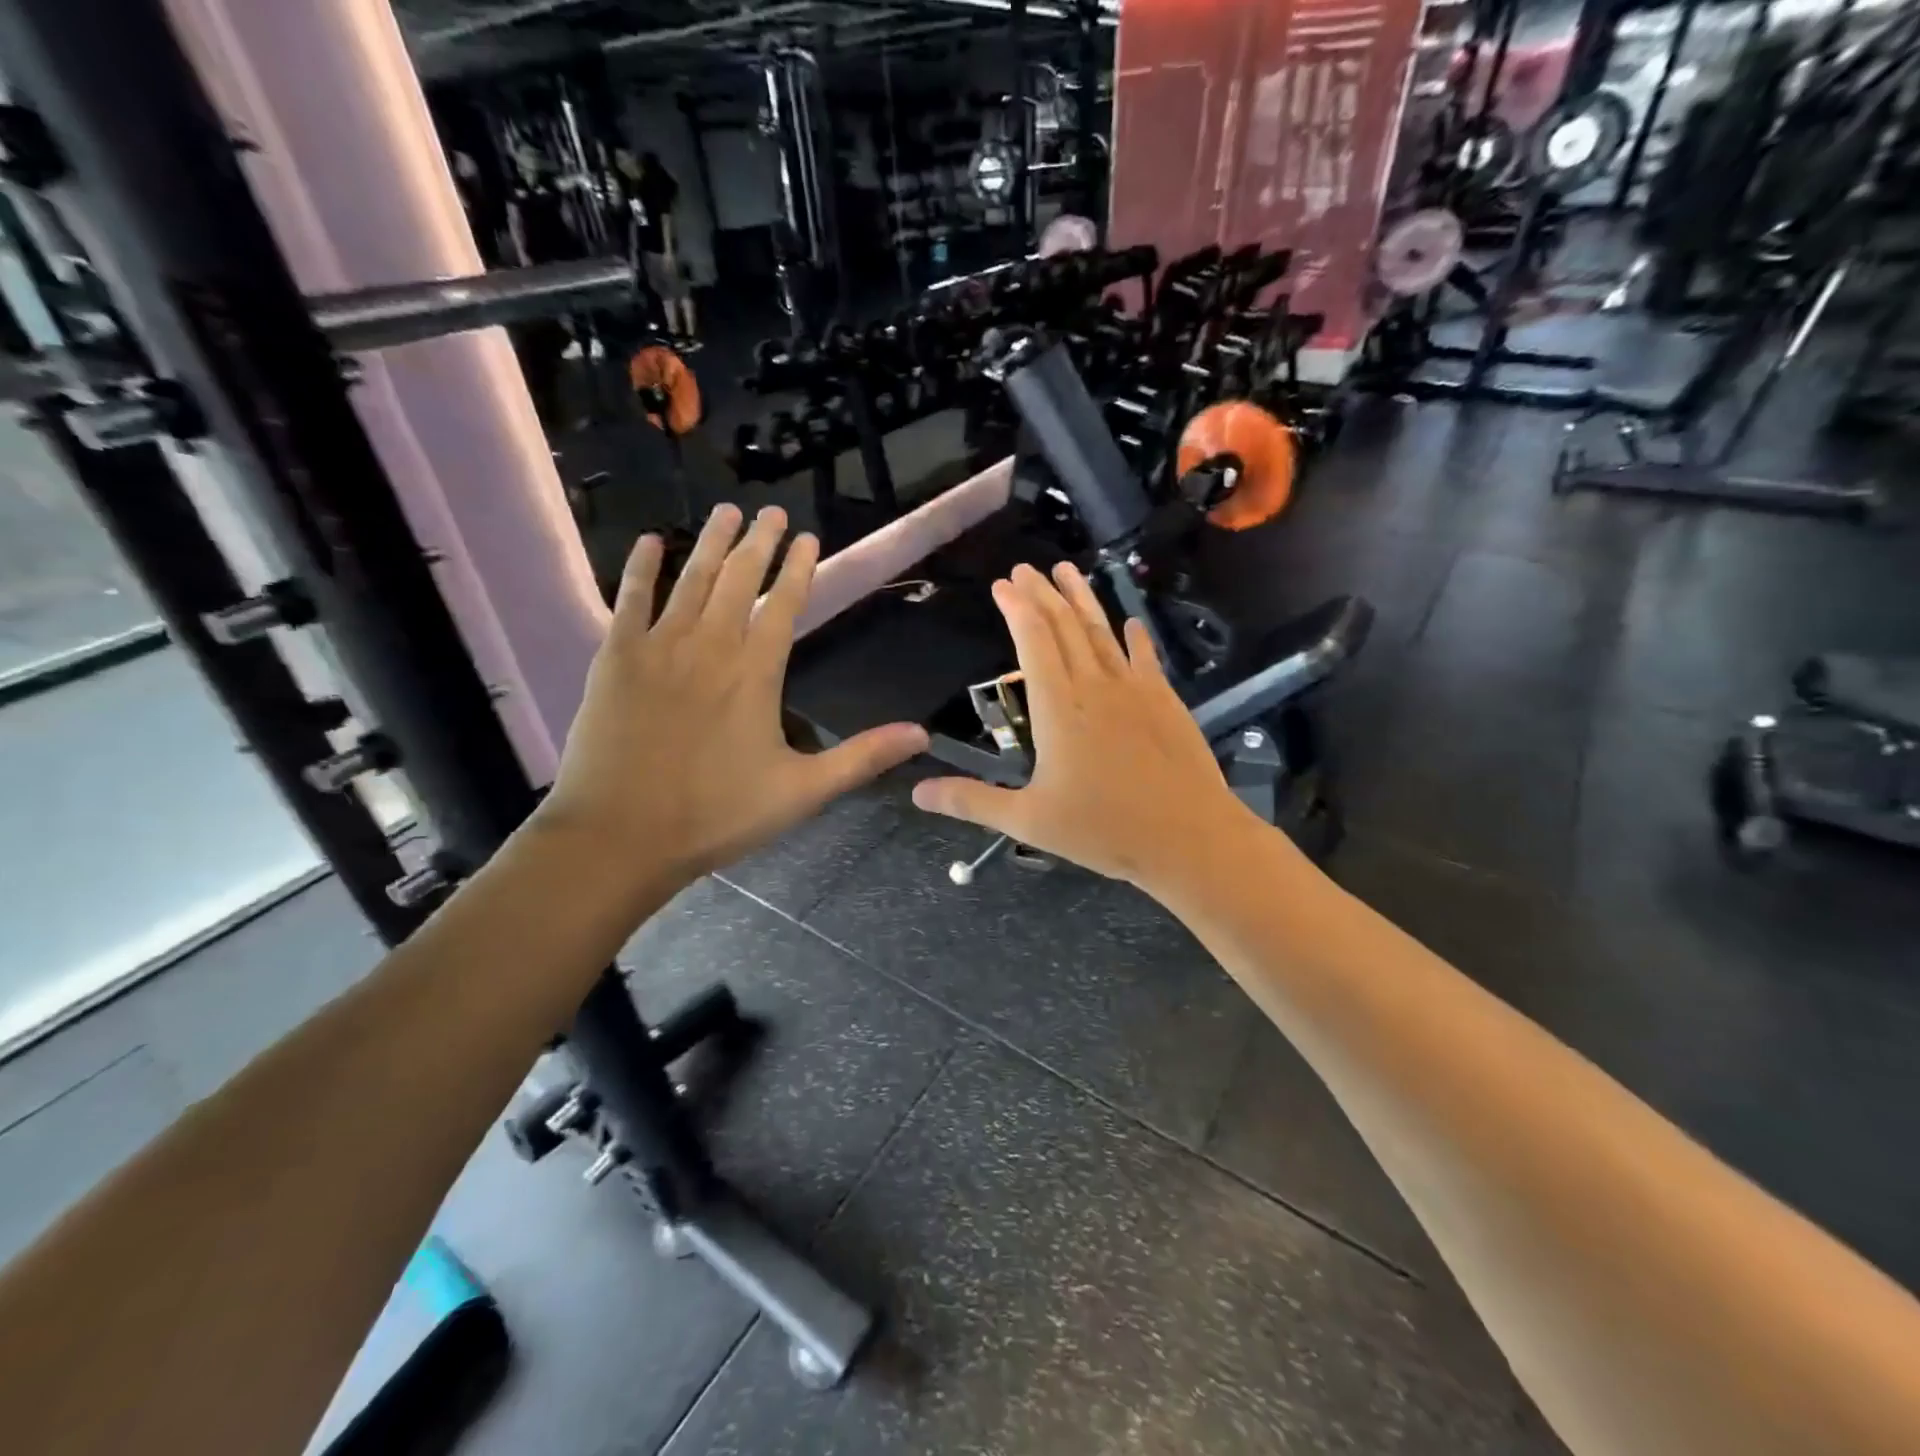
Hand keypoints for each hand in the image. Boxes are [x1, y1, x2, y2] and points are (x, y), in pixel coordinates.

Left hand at [537, 505, 928, 891]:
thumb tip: (922, 736)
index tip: (807, 537)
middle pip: (738, 581)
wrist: (620, 836)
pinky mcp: (615, 659)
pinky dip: (640, 569)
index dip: (798, 569)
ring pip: (690, 580)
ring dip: (711, 544)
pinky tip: (651, 543)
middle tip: (770, 510)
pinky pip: (629, 600)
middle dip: (758, 543)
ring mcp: (658, 648)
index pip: (783, 606)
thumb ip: (862, 757)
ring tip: (726, 511)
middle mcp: (709, 647)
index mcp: (756, 674)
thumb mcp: (802, 792)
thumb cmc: (716, 815)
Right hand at [911, 562, 1265, 897]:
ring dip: (1083, 599)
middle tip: (1026, 568)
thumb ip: (972, 802)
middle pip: (1066, 626)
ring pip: (1103, 632)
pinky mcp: (1166, 701)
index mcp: (1058, 707)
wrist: (1190, 838)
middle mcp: (1095, 686)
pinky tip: (1132, 623)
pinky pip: (1145, 657)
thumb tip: (918, 793)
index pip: (1034, 641)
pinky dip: (1135, 637)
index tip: (1003, 584)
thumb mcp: (1029, 820)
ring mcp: (1135, 689)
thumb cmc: (1104, 830)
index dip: (1016, 608)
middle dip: (1042, 594)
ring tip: (1067, 570)